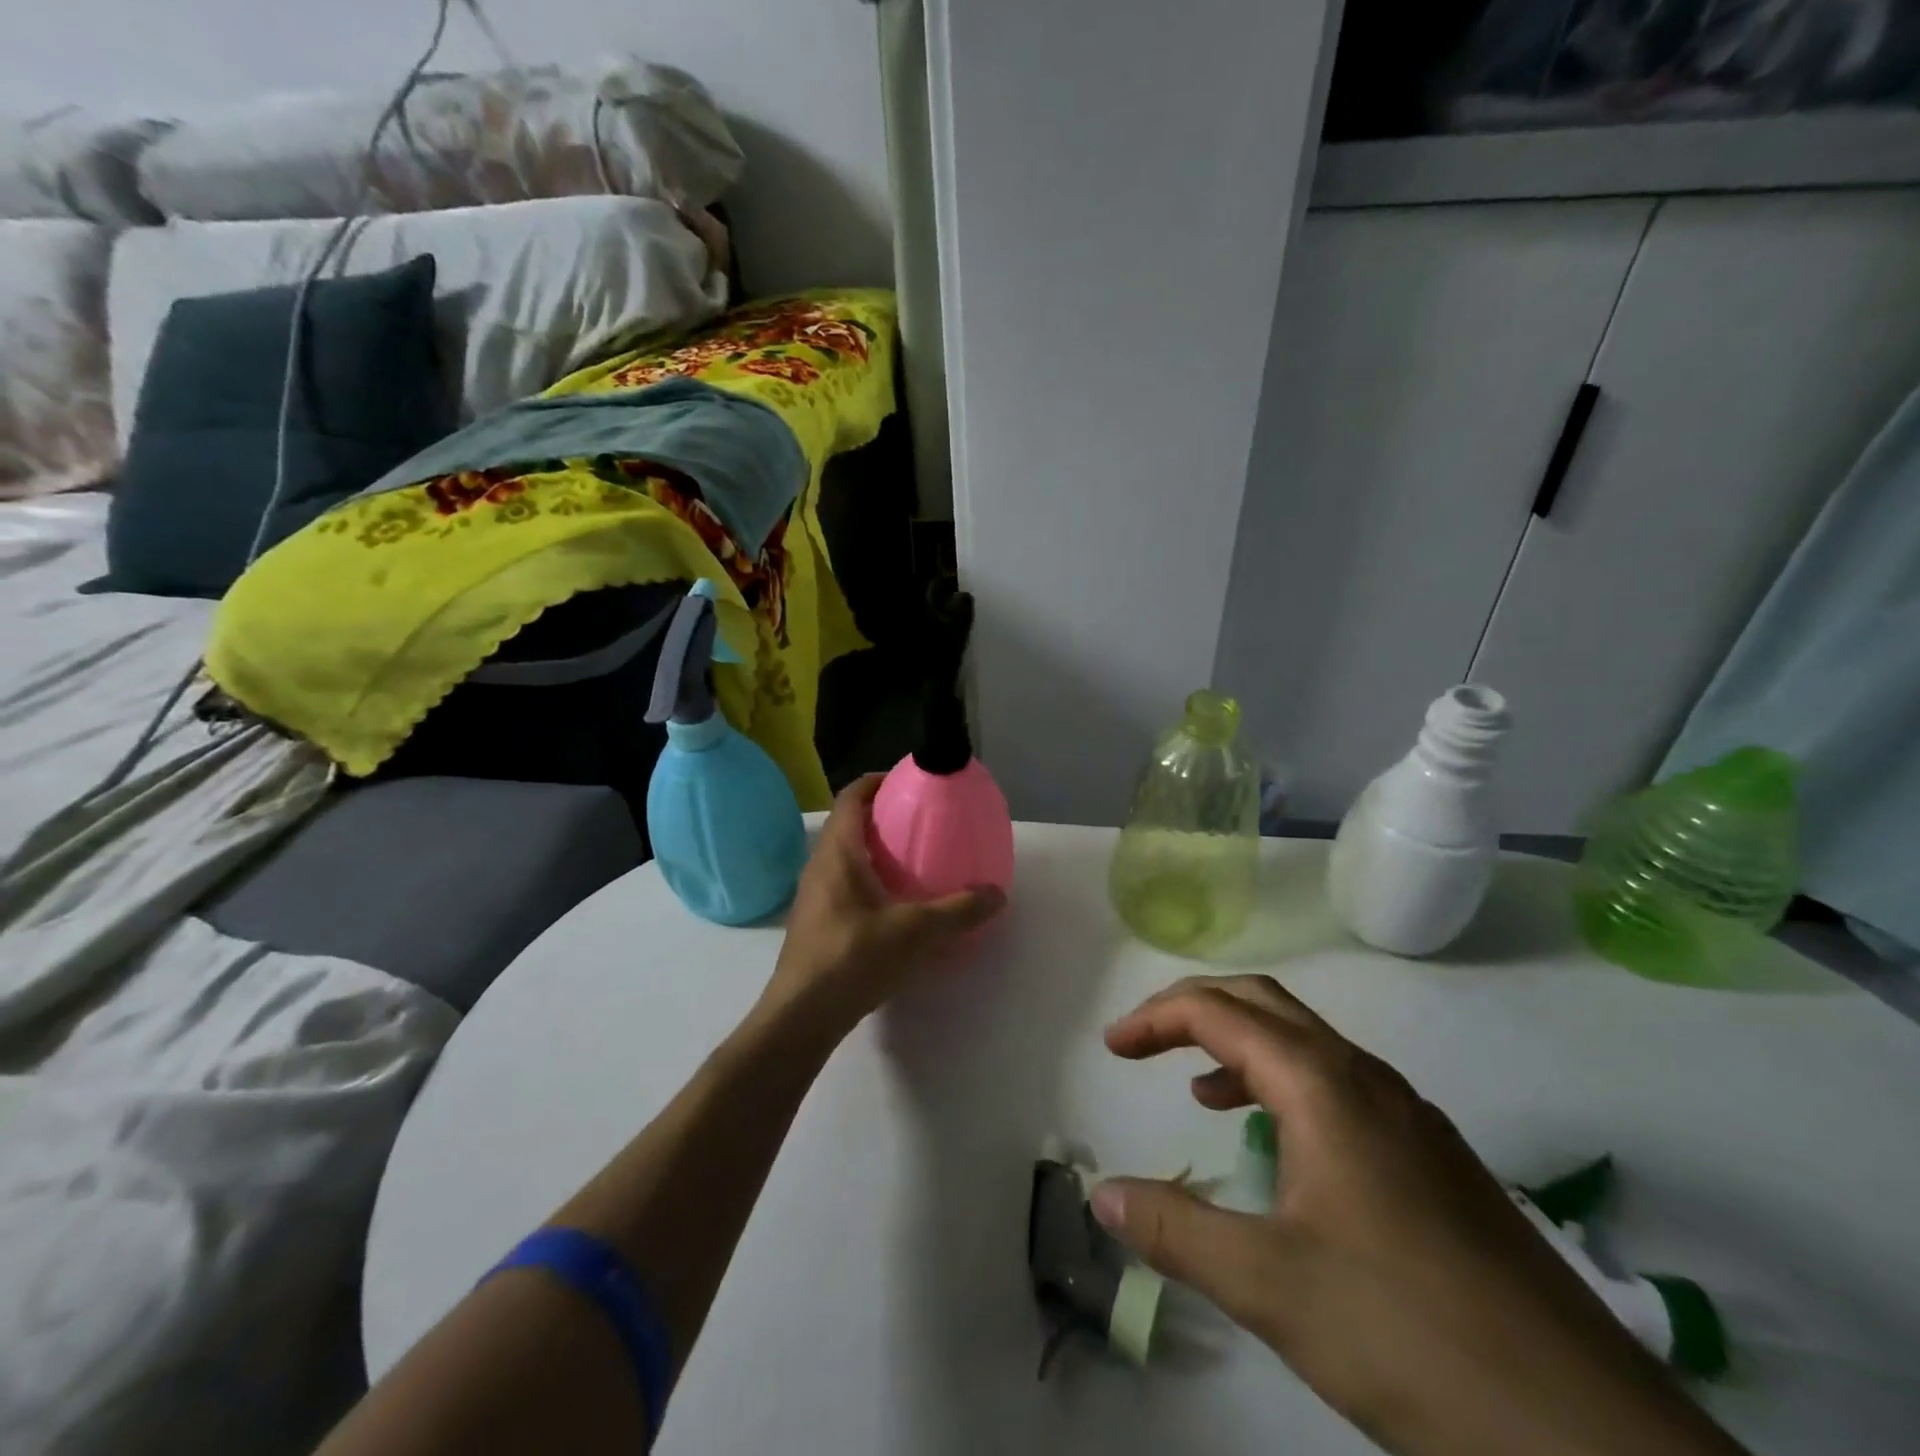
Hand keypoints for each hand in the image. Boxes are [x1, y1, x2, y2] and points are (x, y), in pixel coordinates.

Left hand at [756, 775, 1003, 1041]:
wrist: (801, 1015)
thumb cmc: (853, 958)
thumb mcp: (915, 931)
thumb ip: (958, 910)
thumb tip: (997, 894)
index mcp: (838, 853)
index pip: (850, 797)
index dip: (875, 781)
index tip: (906, 780)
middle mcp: (820, 866)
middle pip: (848, 825)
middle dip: (882, 816)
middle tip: (920, 821)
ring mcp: (813, 896)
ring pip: (845, 857)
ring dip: (875, 851)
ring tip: (914, 860)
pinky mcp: (816, 924)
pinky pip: (844, 885)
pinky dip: (869, 881)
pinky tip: (896, 905)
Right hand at [1091, 975, 1747, 1455]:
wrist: (1588, 1434)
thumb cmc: (1407, 1332)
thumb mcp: (1269, 1286)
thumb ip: (1175, 1230)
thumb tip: (1101, 1194)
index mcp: (1323, 1084)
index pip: (1219, 1012)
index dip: (1155, 1017)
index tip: (1111, 1047)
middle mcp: (1366, 1078)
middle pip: (1264, 1003)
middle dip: (1195, 1009)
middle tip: (1144, 1042)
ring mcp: (1409, 1115)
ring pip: (1307, 1042)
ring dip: (1242, 1043)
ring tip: (1199, 1088)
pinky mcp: (1434, 1157)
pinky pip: (1340, 1084)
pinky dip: (1286, 1083)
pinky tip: (1281, 1144)